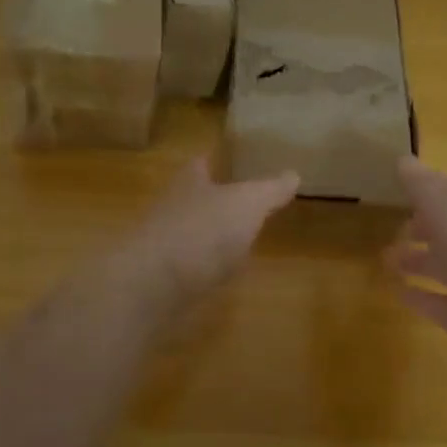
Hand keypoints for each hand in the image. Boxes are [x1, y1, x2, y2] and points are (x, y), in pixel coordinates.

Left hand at [117, 157, 298, 307]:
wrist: (153, 285)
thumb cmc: (202, 230)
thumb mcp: (248, 203)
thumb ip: (270, 189)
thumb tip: (293, 174)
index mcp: (189, 182)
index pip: (200, 164)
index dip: (214, 161)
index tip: (228, 160)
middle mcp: (171, 207)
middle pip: (193, 197)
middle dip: (212, 199)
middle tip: (239, 202)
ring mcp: (163, 245)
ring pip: (190, 233)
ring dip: (209, 236)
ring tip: (237, 242)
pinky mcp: (161, 279)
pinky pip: (188, 268)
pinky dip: (204, 269)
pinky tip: (221, 277)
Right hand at [385, 157, 446, 380]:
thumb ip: (424, 187)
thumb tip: (404, 159)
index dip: (430, 188)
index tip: (401, 182)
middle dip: (423, 226)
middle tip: (393, 223)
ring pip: (442, 268)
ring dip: (416, 261)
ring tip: (385, 257)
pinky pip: (436, 304)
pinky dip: (417, 296)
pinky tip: (395, 291)